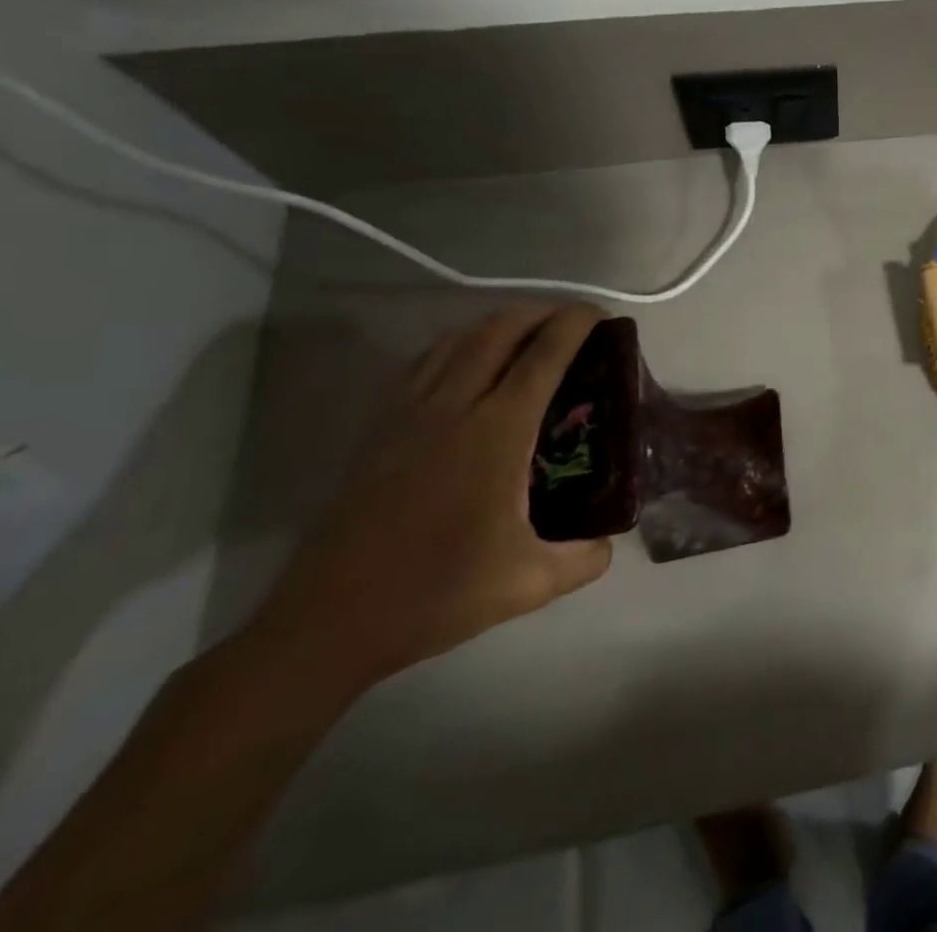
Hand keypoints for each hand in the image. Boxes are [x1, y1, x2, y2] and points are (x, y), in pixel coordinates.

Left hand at [253, 303, 613, 692]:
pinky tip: (466, 366)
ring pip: (456, 341)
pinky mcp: (378, 431)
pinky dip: (456, 347)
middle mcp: (453, 409)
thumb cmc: (436, 594)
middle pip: (498, 331)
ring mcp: (408, 416)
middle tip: (570, 322)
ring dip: (496, 325)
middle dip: (539, 312)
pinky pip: (423, 365)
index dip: (575, 324)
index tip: (601, 314)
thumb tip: (609, 543)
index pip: (543, 355)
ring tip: (525, 336)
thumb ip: (584, 559)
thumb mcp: (530, 583)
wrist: (327, 624)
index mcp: (497, 433)